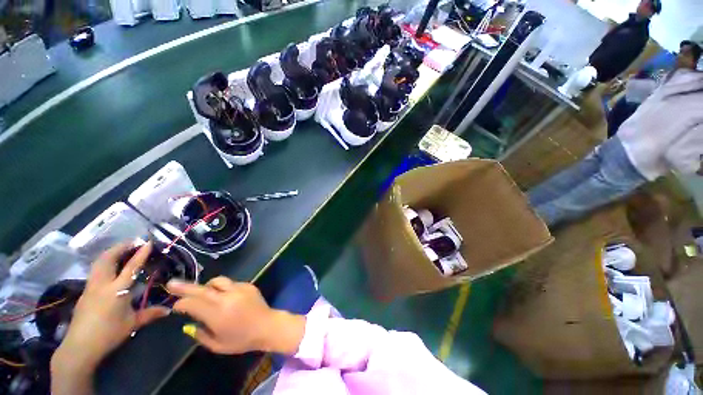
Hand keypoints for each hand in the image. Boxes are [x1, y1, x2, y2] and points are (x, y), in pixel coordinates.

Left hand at [51, 242, 169, 393]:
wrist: (79, 347)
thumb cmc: (108, 334)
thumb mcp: (132, 324)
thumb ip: (150, 314)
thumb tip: (169, 310)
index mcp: (116, 291)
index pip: (130, 267)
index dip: (140, 254)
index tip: (148, 242)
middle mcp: (101, 284)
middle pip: (107, 259)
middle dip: (120, 247)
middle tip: (133, 242)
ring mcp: (90, 287)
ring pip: (98, 263)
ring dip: (110, 253)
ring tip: (122, 249)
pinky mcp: (85, 292)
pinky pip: (95, 271)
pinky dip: (104, 262)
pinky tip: (110, 267)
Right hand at [167, 277, 305, 355]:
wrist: (267, 326)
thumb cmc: (242, 340)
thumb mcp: (217, 345)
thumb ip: (201, 335)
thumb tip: (190, 324)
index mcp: (217, 314)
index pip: (193, 304)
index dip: (181, 303)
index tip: (175, 305)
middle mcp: (226, 297)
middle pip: (202, 289)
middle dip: (185, 286)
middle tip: (172, 283)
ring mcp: (239, 289)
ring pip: (218, 281)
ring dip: (207, 286)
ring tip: (203, 291)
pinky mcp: (248, 285)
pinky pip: (231, 283)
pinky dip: (224, 287)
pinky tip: (225, 296)